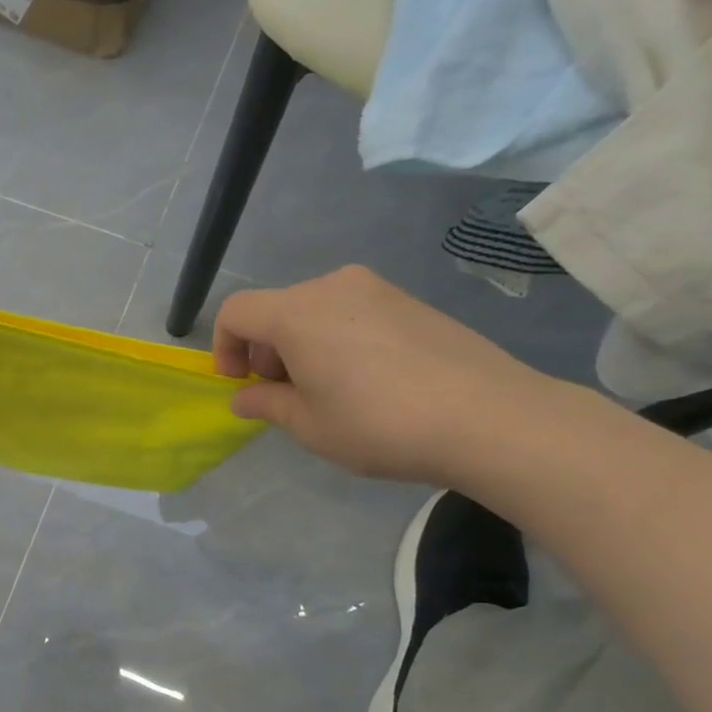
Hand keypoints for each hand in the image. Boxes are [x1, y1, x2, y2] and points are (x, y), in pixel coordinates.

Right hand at [212, 265, 559, 484]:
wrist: (487, 416)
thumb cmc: (379, 424)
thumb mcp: (309, 425)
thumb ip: (266, 403)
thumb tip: (243, 396)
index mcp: (296, 312)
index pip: (236, 312)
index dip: (223, 347)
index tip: (239, 383)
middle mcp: (332, 286)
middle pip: (276, 309)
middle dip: (266, 350)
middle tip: (287, 395)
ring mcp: (376, 288)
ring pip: (315, 310)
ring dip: (302, 345)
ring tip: (330, 390)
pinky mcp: (409, 300)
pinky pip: (352, 312)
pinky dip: (338, 338)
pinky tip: (368, 379)